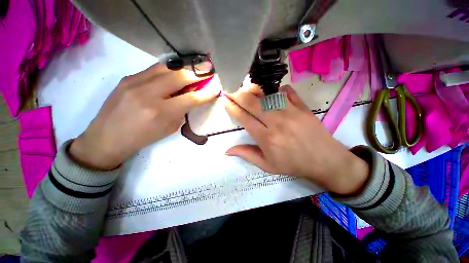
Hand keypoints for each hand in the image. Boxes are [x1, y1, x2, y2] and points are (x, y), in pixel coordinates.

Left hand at [69, 63, 219, 169]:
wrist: (106, 138)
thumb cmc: (142, 138)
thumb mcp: (168, 128)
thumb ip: (181, 111)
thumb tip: (192, 96)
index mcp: (160, 113)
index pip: (191, 98)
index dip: (207, 92)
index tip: (217, 86)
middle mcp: (148, 94)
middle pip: (180, 76)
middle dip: (198, 72)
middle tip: (210, 67)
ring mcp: (135, 82)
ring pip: (166, 67)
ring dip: (185, 66)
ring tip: (196, 64)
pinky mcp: (127, 78)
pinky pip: (154, 69)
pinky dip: (170, 68)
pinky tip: (177, 69)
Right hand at [224, 85, 368, 194]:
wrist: (324, 160)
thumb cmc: (293, 164)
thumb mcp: (267, 165)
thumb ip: (247, 155)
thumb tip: (227, 150)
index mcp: (266, 138)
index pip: (244, 118)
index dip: (233, 108)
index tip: (226, 100)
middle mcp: (277, 122)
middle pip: (253, 103)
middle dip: (239, 94)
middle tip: (232, 90)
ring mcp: (291, 112)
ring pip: (268, 95)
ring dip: (255, 90)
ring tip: (247, 89)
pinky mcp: (303, 107)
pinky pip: (287, 91)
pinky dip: (277, 90)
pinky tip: (273, 94)